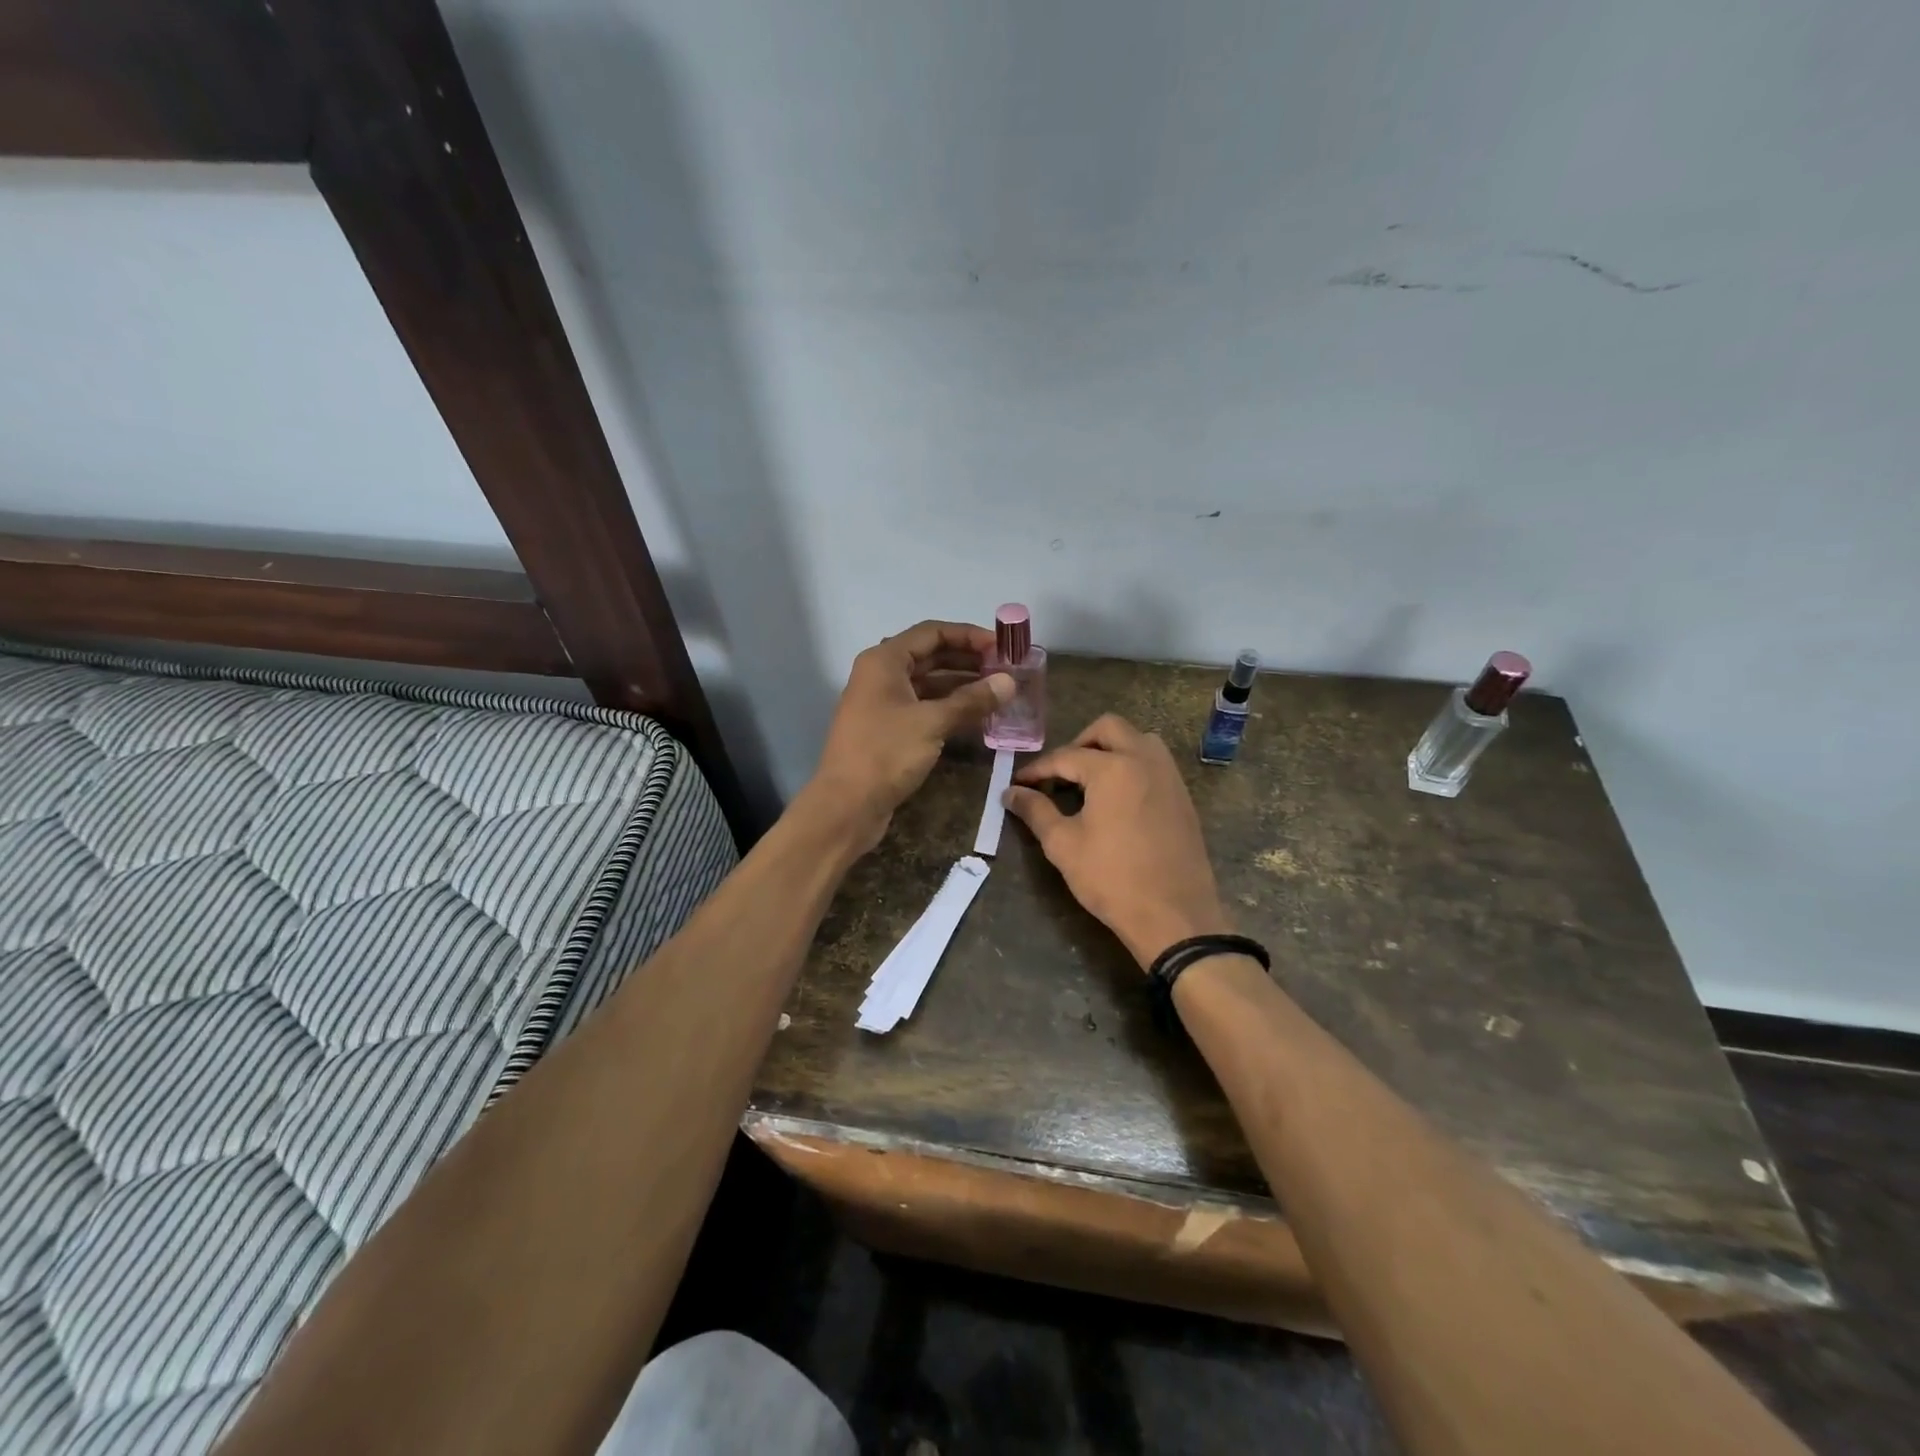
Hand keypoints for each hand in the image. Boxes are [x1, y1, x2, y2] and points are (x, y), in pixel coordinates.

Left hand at [807, 620, 1014, 854]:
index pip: (932, 632)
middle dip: (969, 660)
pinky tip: (978, 716)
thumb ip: (972, 700)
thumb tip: (1009, 681)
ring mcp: (884, 704)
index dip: (969, 635)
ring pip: (929, 684)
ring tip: (1000, 691)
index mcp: (884, 661)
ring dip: (963, 686)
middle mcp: (881, 675)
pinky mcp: (889, 729)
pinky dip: (950, 708)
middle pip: (931, 656)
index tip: (1003, 646)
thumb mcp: (932, 723)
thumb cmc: (885, 754)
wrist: (847, 806)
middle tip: (1007, 669)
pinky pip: (925, 707)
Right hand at [1005, 714, 1230, 967]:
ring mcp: (1169, 776)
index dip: (1038, 769)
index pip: (1066, 756)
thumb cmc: (1112, 879)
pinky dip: (1133, 765)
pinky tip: (1118, 798)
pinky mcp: (1183, 796)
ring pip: (1138, 739)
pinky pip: (1155, 763)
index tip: (1018, 783)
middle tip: (1060, 773)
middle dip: (1078, 743)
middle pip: (1108, 728)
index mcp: (1113, 768)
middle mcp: (1145, 760)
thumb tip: (1010, 793)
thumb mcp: (1063, 845)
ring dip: (1111, 748)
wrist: (1174, 915)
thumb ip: (1035, 811)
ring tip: (1091, 779)